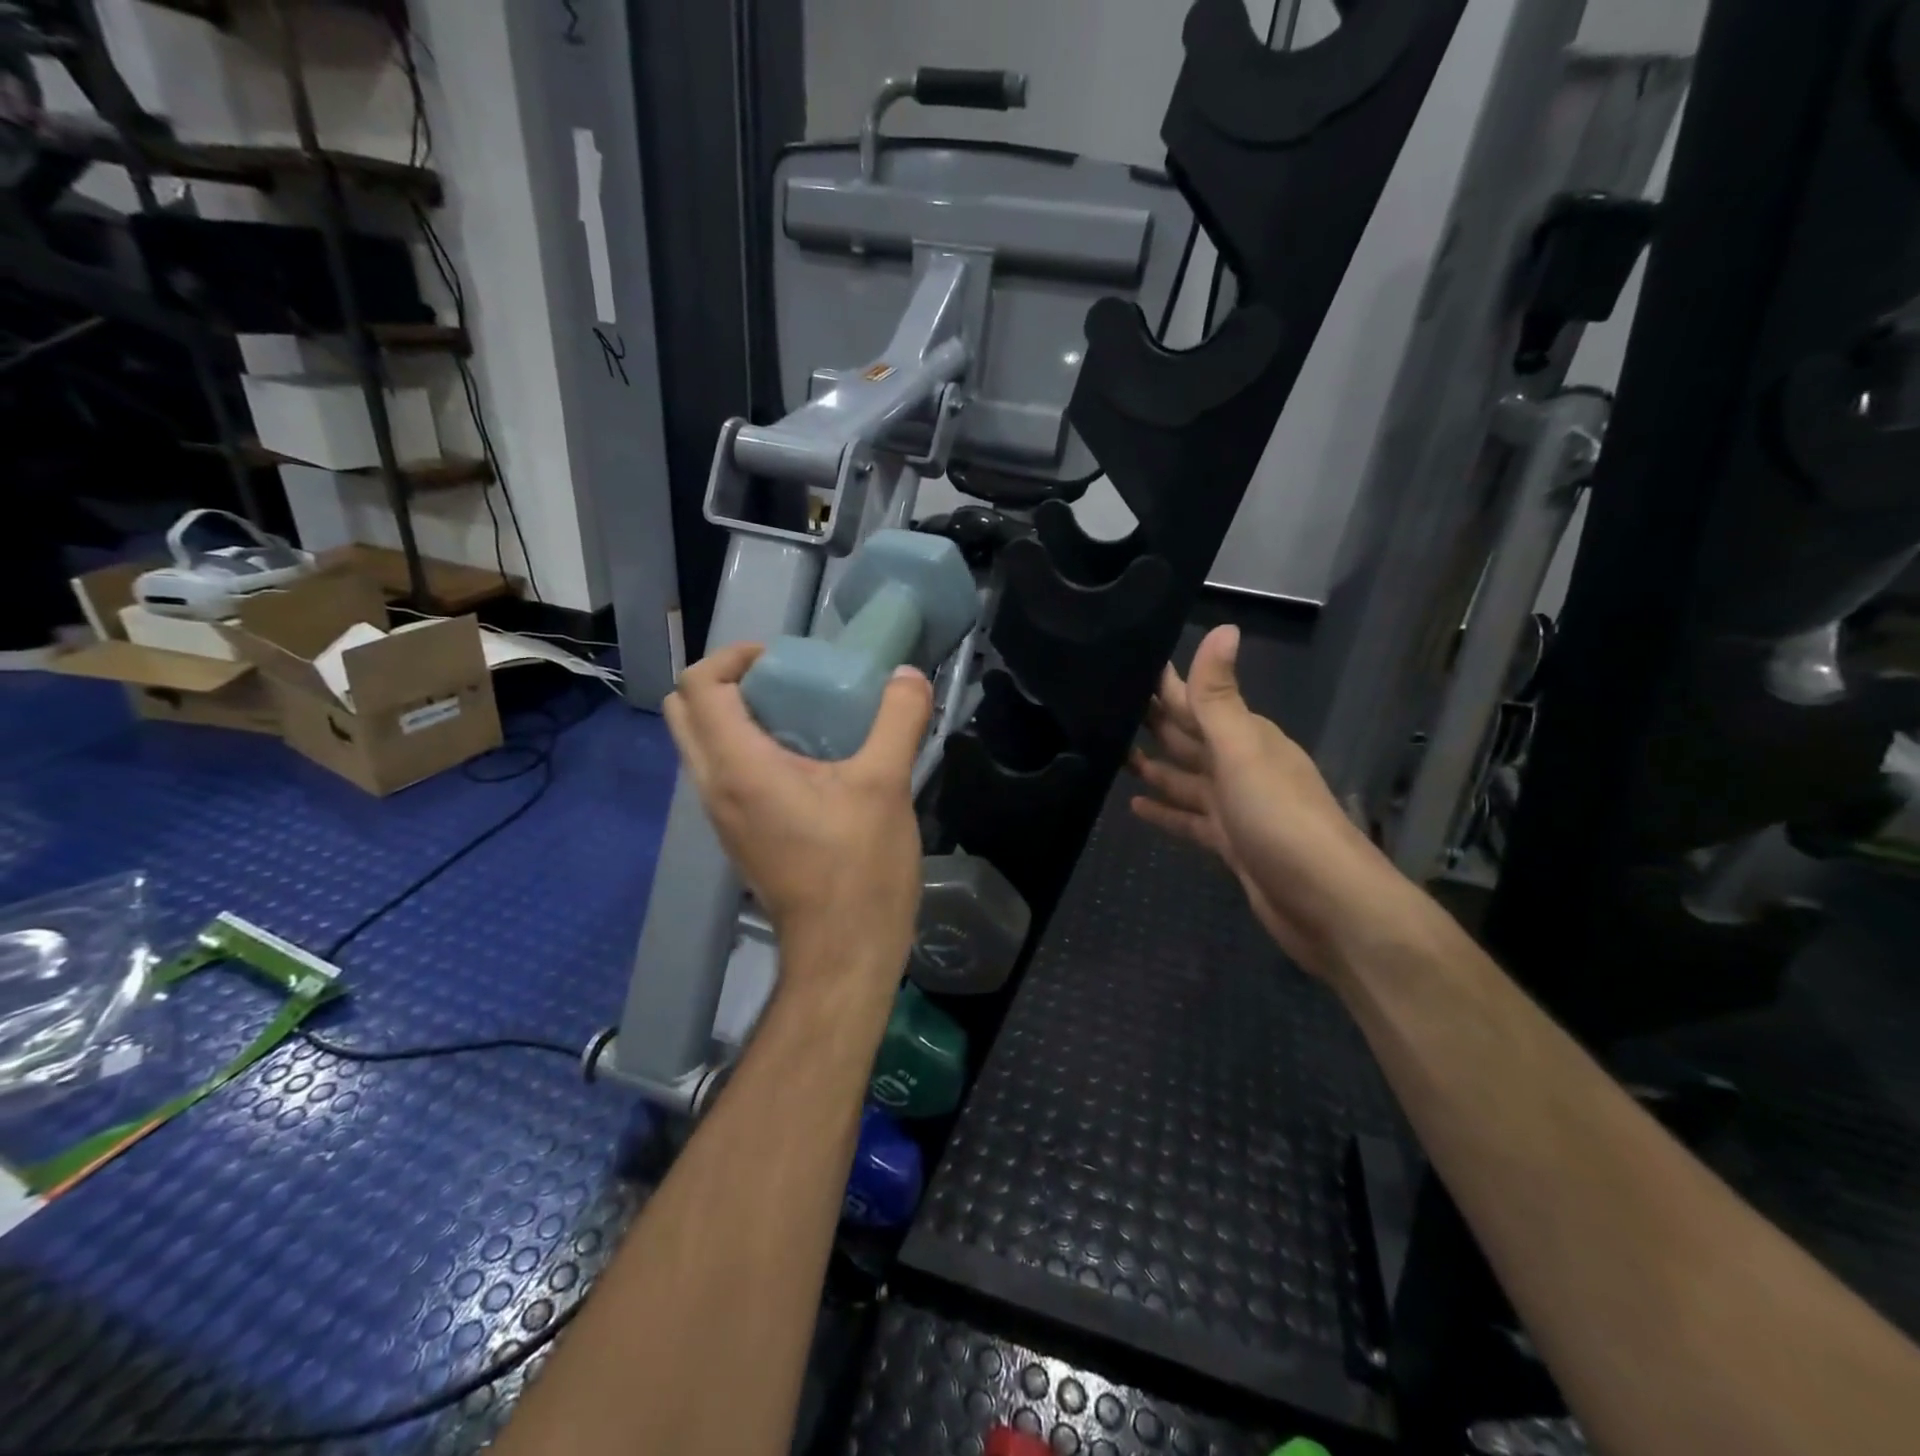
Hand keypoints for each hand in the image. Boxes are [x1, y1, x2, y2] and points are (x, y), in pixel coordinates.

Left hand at [664, 644, 932, 996]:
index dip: (731, 657)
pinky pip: (723, 775)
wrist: (844, 952)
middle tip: (783, 680)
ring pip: (701, 746)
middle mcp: (715, 788)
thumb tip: (907, 675)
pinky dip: (746, 750)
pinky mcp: (739, 837)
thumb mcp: (886, 785)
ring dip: (735, 717)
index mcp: (739, 768)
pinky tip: (804, 760)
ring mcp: (722, 817)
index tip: (779, 657)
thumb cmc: (859, 868)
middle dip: (725, 683)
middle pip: (686, 713)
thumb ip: (898, 720)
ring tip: (797, 713)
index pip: (699, 688)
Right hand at [1128, 625, 1395, 977]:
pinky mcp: (1230, 844)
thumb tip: (1222, 627)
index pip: (1197, 700)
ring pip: (1186, 778)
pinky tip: (1135, 807)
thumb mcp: (1243, 751)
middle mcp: (1241, 766)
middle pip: (1189, 738)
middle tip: (1105, 707)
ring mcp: (1236, 807)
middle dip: (1153, 722)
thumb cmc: (1279, 819)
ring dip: (1154, 766)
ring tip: (1111, 752)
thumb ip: (1220, 697)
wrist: (1325, 902)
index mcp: (1246, 738)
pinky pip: (1190, 819)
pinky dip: (1166, 811)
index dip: (1166, 684)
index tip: (1128, 664)